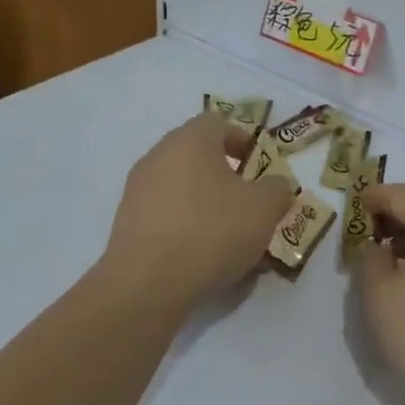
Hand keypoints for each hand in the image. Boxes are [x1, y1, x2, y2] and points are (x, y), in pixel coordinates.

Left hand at [103, 114, 295, 307]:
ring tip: (229, 236)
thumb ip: (278, 189)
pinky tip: (203, 256)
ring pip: (181, 187)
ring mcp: (138, 189)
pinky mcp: (127, 222)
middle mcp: (159, 155)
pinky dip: (185, 226)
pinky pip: (165, 214)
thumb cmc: (213, 229)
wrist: (148, 282)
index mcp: (191, 140)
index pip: (218, 123)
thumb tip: (276, 185)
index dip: (243, 140)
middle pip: (197, 155)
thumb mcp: (264, 208)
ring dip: (206, 203)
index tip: (259, 166)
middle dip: (225, 175)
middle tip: (248, 202)